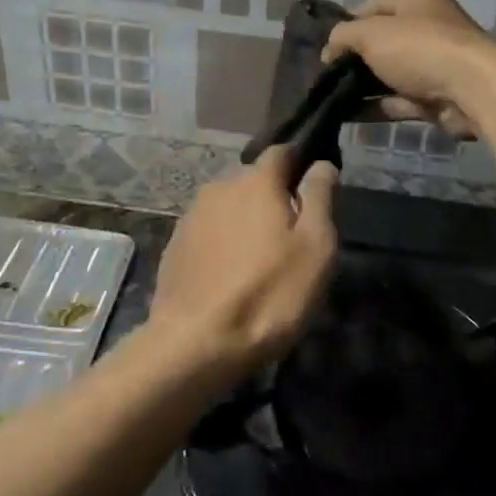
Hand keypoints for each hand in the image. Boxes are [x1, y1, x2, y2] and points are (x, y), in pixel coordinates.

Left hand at [147, 146, 338, 376]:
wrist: (197, 343)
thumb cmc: (270, 293)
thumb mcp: (315, 247)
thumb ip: (320, 197)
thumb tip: (321, 164)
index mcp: (256, 181)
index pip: (282, 151)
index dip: (301, 163)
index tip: (315, 186)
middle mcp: (219, 188)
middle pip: (254, 182)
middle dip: (273, 199)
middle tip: (291, 236)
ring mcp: (191, 217)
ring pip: (229, 208)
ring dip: (245, 223)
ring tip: (260, 261)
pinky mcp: (174, 247)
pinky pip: (209, 233)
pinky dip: (223, 244)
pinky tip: (230, 276)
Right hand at [323, 0, 495, 138]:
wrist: (471, 89)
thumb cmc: (419, 47)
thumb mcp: (370, 33)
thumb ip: (343, 36)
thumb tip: (329, 51)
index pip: (372, 7)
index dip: (346, 26)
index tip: (324, 48)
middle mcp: (429, 24)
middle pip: (382, 41)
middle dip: (355, 58)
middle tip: (326, 75)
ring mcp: (435, 61)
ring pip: (390, 72)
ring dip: (363, 85)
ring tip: (331, 98)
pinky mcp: (438, 94)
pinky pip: (400, 99)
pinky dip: (377, 106)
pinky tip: (349, 115)